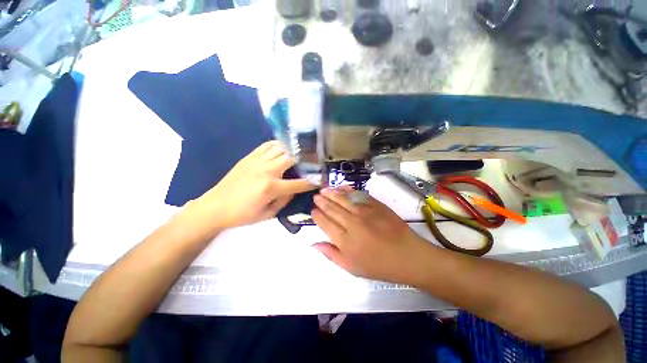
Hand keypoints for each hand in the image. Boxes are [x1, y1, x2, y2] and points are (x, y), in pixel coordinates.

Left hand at [182, 141, 315, 238]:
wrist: (215, 207)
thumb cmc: (242, 215)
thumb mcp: (268, 214)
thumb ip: (285, 200)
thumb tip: (295, 189)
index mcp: (270, 188)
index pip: (299, 183)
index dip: (312, 182)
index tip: (321, 180)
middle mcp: (266, 170)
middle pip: (292, 158)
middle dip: (305, 159)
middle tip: (312, 162)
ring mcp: (256, 161)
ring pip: (281, 148)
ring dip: (293, 150)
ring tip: (299, 154)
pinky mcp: (249, 157)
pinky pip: (267, 145)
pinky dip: (278, 145)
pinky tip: (282, 149)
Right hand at [311, 187, 430, 283]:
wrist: (407, 256)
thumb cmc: (378, 265)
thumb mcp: (351, 267)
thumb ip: (331, 254)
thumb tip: (313, 244)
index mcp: (345, 241)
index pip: (325, 223)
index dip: (317, 215)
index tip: (312, 211)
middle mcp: (352, 223)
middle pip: (332, 209)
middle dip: (321, 202)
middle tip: (315, 197)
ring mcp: (365, 212)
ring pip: (343, 199)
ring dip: (331, 193)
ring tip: (323, 190)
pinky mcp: (376, 205)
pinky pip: (358, 195)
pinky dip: (348, 190)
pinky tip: (341, 188)